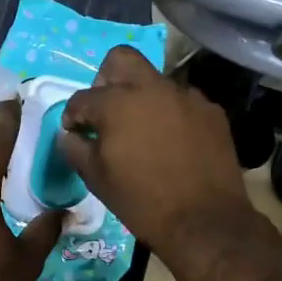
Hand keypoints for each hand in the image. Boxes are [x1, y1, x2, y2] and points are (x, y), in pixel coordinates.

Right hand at [59, 48, 254, 262]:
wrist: (204, 221)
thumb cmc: (142, 202)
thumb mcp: (97, 179)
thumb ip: (75, 149)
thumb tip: (69, 135)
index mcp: (117, 102)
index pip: (82, 98)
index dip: (73, 116)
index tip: (75, 133)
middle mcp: (152, 88)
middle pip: (121, 59)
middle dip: (106, 79)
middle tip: (107, 110)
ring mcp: (186, 96)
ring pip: (156, 82)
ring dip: (143, 99)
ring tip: (144, 132)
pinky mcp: (212, 111)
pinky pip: (183, 102)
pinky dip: (171, 115)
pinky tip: (173, 143)